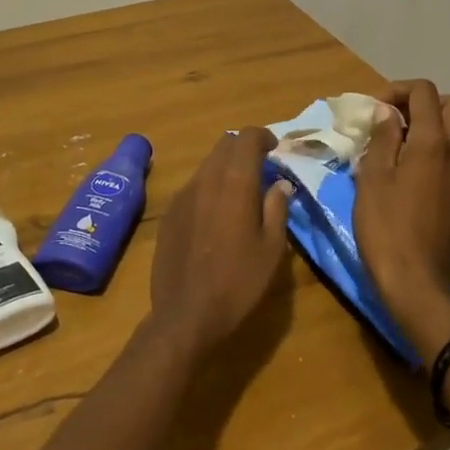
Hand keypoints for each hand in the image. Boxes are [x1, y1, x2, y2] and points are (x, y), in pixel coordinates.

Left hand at [147, 128, 292, 361]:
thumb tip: (281, 183)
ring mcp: (183, 194)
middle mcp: (206, 178)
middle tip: (261, 169)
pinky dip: (209, 187)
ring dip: (226, 168)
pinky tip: (216, 215)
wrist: (186, 314)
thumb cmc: (238, 282)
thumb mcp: (272, 248)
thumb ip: (277, 207)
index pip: (247, 137)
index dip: (263, 136)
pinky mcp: (169, 212)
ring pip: (207, 164)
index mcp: (235, 182)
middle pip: (225, 144)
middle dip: (244, 149)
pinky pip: (193, 186)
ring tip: (240, 194)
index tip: (275, 149)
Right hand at [353, 80, 449, 363]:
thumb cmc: (387, 227)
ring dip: (424, 124)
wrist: (416, 283)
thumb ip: (382, 138)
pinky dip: (428, 146)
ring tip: (388, 142)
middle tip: (389, 118)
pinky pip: (448, 152)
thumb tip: (386, 112)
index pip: (425, 92)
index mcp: (434, 143)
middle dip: (419, 102)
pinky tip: (399, 166)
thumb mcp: (373, 177)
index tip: (372, 109)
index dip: (396, 90)